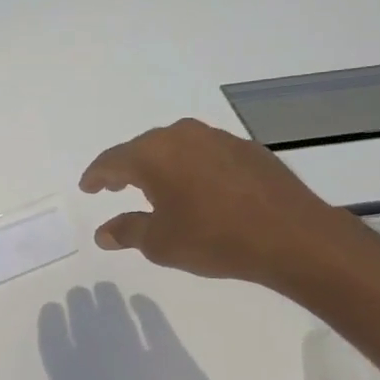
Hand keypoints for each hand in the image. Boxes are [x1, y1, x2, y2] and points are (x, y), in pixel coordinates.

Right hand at [79, 118, 365, 291]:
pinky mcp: (246, 149)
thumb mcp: (161, 243)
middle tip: (115, 186)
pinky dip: (192, 169)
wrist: (291, 236)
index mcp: (154, 154)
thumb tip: (103, 232)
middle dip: (127, 168)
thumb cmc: (214, 238)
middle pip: (143, 148)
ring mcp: (218, 138)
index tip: (87, 187)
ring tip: (155, 188)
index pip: (112, 160)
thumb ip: (128, 231)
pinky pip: (205, 154)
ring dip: (161, 166)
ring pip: (176, 148)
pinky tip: (197, 190)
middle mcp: (183, 136)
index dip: (96, 176)